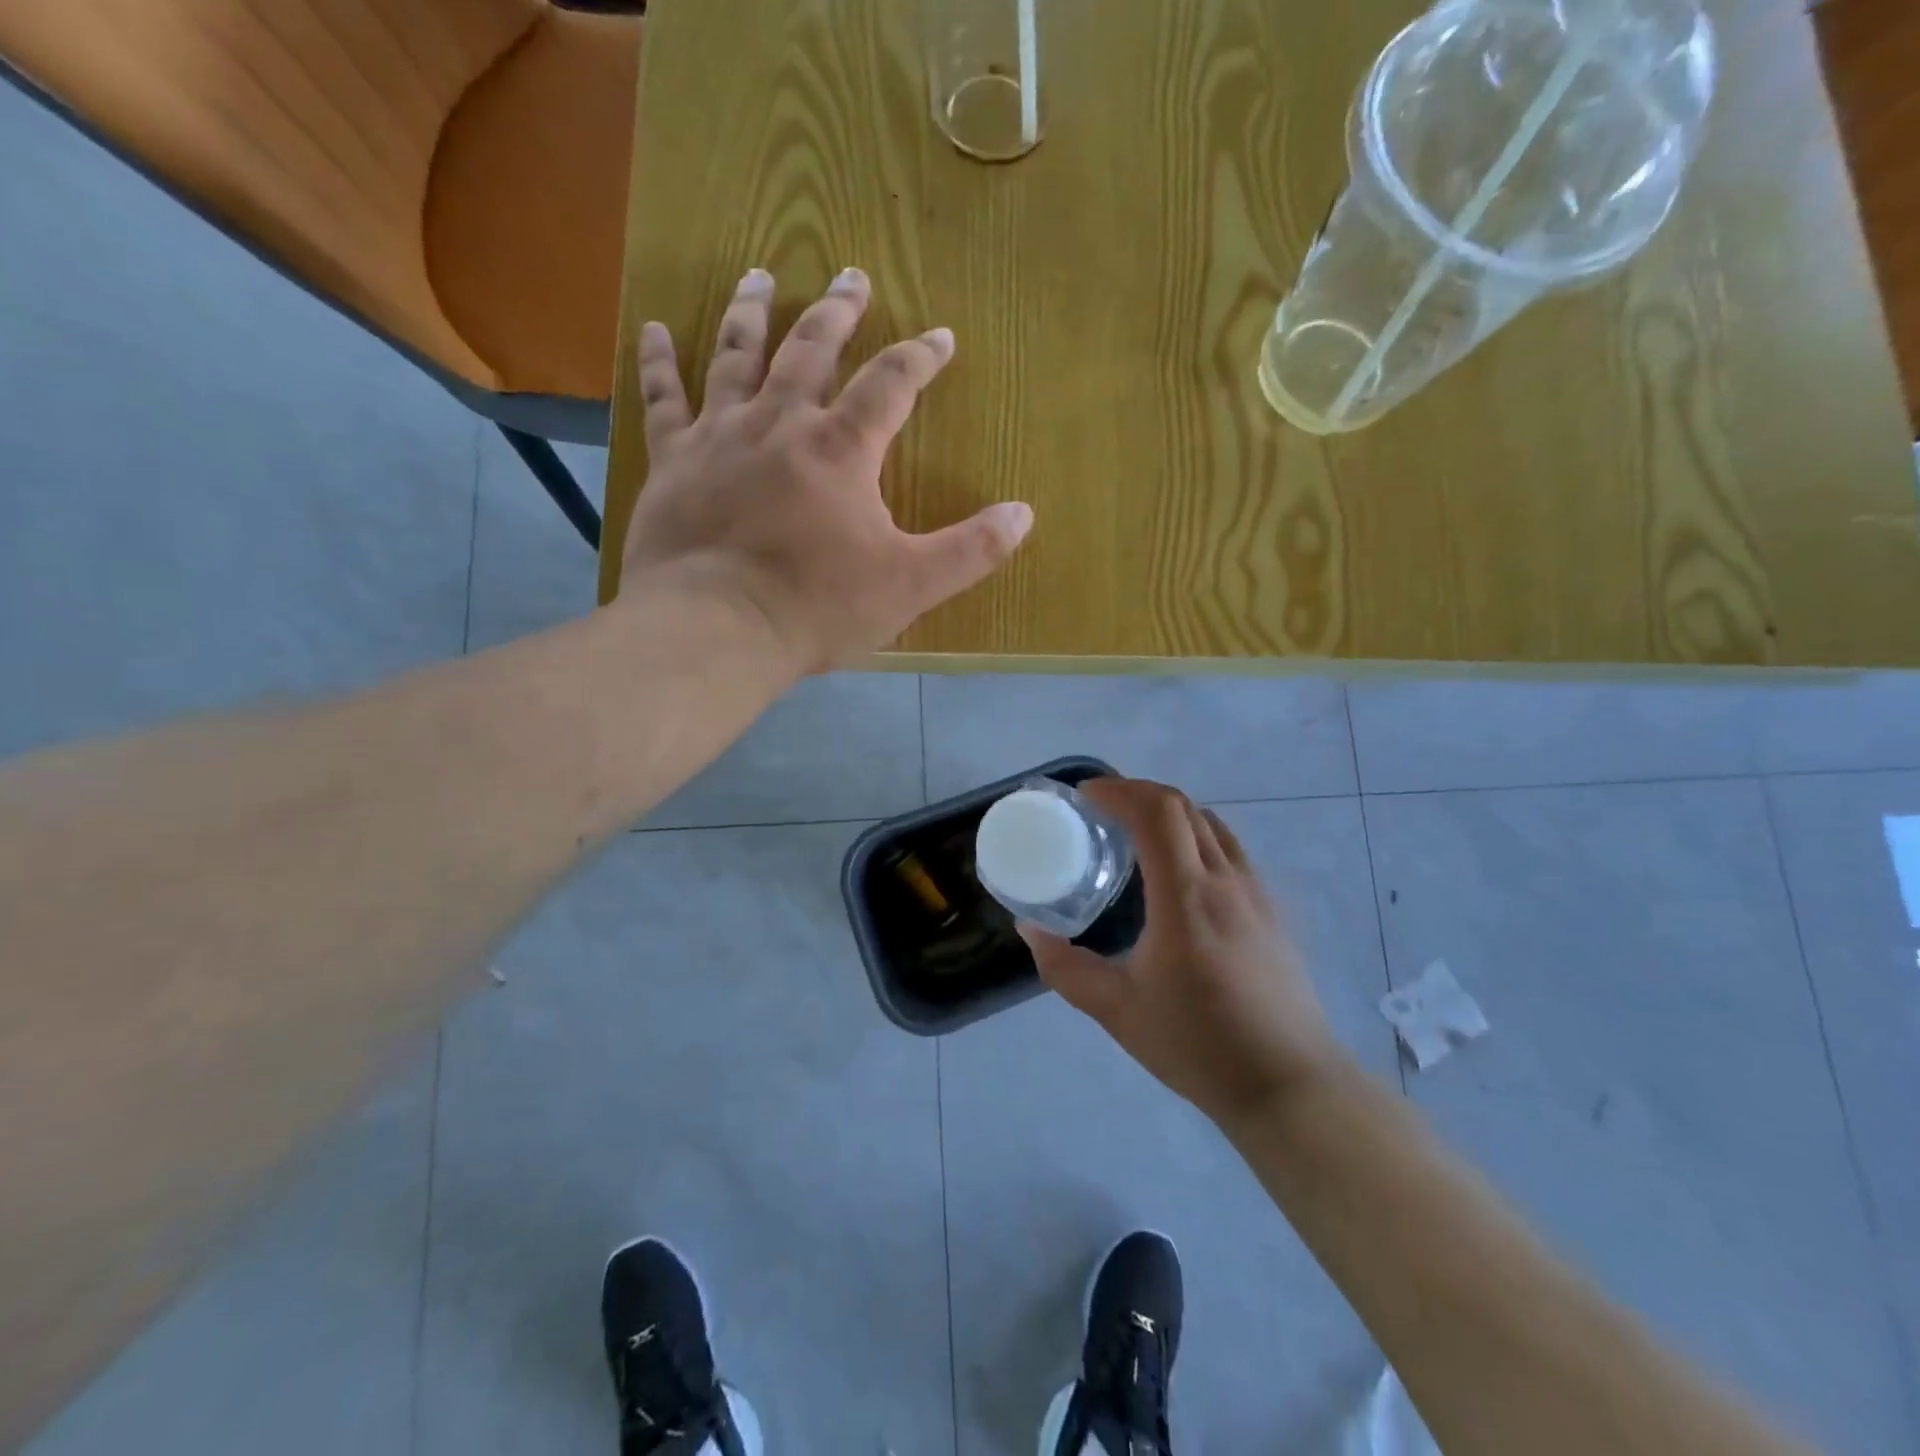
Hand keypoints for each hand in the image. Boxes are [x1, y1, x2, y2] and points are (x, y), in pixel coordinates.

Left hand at [618, 267, 1033, 673]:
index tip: (941, 336)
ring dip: (751, 313)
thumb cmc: (817, 606)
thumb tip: (1024, 514)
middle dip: (837, 312)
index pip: (890, 384)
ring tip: (760, 275)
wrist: (715, 629)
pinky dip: (658, 362)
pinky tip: (654, 328)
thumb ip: (970, 549)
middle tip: (851, 276)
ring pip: (736, 356)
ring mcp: (719, 436)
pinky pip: (662, 398)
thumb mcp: (910, 585)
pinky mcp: (672, 462)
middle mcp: (779, 423)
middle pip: (811, 349)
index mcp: (841, 449)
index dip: (920, 357)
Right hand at [1021, 778, 1350, 1128]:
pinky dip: (1196, 836)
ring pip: (1211, 824)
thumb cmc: (1198, 1045)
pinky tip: (1179, 872)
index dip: (1119, 791)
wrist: (1289, 1085)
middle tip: (1101, 809)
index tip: (1085, 797)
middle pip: (1184, 807)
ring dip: (1170, 812)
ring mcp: (1256, 893)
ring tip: (1136, 832)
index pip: (1157, 813)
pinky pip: (1230, 849)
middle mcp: (1226, 881)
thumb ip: (1066, 967)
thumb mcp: (1117, 1010)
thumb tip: (1030, 929)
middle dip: (1138, 793)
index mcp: (1186, 898)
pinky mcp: (1273, 911)